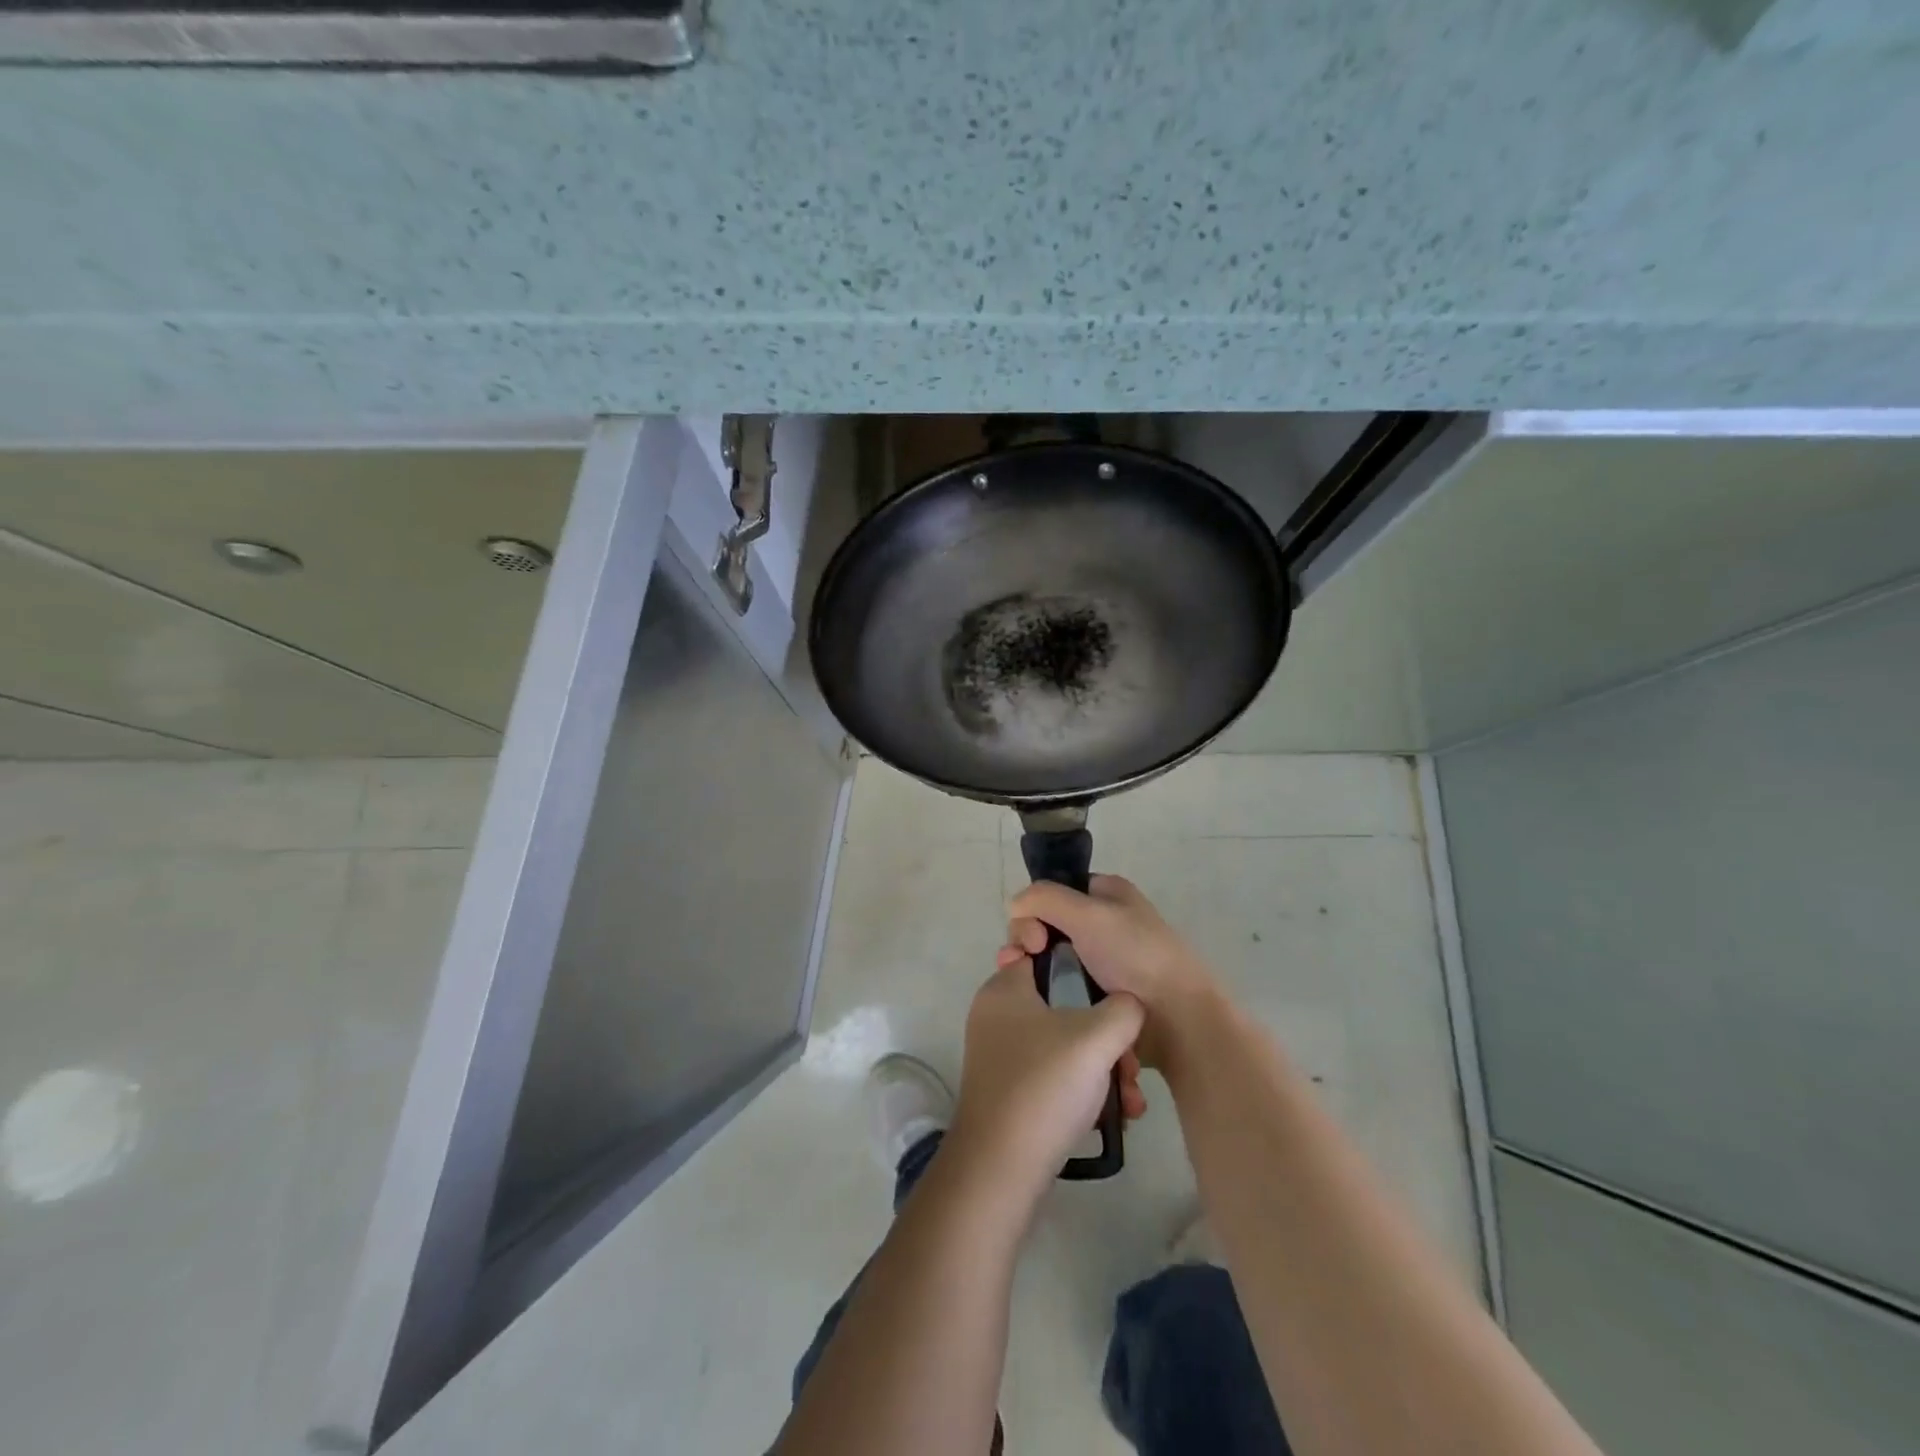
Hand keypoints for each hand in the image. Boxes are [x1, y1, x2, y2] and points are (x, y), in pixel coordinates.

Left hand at [947, 959, 1144, 1201]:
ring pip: (1066, 1046)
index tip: (1115, 996)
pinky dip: (1085, 1091)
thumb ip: (1123, 1009)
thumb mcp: (1096, 1037)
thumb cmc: (1044, 1085)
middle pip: (1066, 1008)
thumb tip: (1129, 1006)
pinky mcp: (1011, 1091)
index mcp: (1005, 989)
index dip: (1084, 969)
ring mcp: (1003, 1056)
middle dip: (1108, 1038)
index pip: (1046, 957)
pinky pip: (1056, 1076)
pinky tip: (1115, 1117)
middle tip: (1129, 1067)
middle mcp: (998, 1016)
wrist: (1001, 1168)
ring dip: (1104, 1070)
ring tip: (1130, 1101)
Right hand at [1005, 875, 1219, 1068]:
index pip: (1055, 891)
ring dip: (1032, 968)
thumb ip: (1044, 898)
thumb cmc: (1136, 957)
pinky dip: (1047, 991)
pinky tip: (1038, 1004)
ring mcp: (1103, 960)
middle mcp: (1104, 921)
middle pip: (1048, 923)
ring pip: (1052, 956)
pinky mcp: (1101, 994)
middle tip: (1026, 961)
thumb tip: (1013, 905)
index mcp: (1108, 894)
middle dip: (1027, 940)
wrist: (1178, 1020)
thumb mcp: (1089, 914)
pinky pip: (1063, 985)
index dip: (1035, 909)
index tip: (1034, 937)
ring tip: (1024, 988)